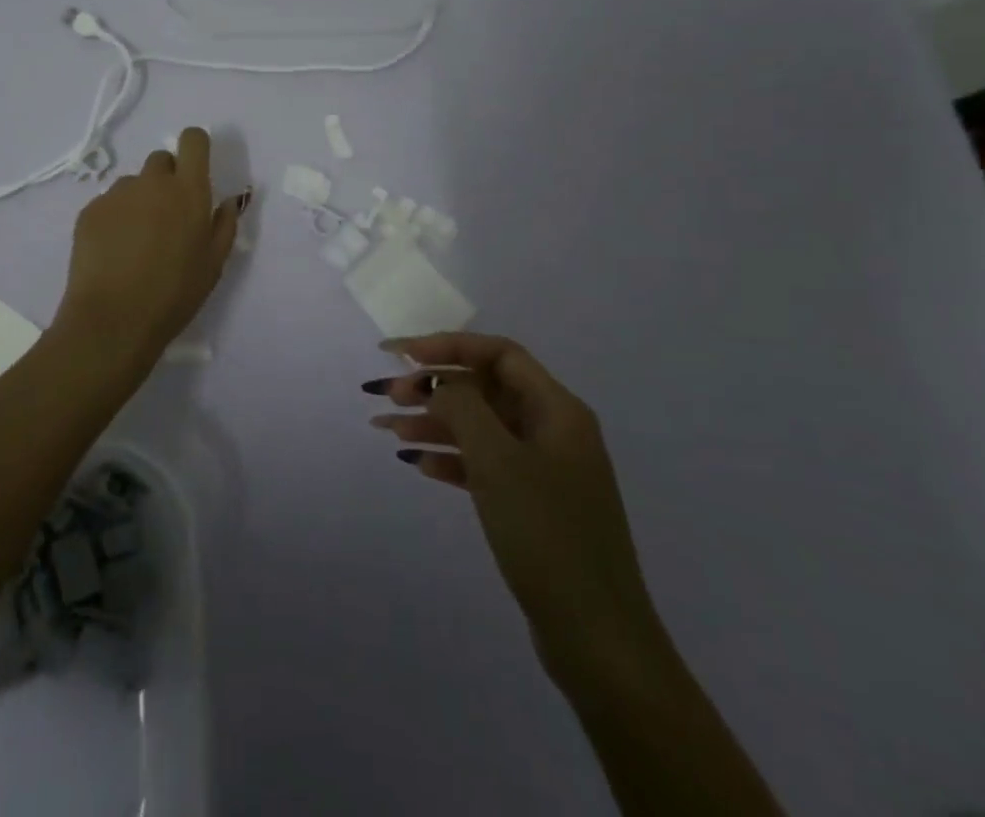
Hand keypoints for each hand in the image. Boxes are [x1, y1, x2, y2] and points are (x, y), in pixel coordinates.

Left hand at [53, 127, 246, 373]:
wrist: (113, 319)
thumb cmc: (174, 294)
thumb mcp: (214, 264)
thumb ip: (224, 225)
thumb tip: (226, 202)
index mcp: (188, 191)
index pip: (193, 140)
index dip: (196, 147)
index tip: (196, 168)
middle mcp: (151, 182)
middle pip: (161, 160)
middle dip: (167, 179)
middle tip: (168, 217)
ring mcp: (116, 194)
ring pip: (133, 183)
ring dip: (140, 200)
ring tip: (137, 241)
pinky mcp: (89, 211)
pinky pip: (108, 203)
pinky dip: (115, 219)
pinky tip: (114, 252)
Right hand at [367, 332, 670, 691]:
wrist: (597, 639)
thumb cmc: (547, 534)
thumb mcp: (497, 460)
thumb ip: (461, 406)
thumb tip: (439, 382)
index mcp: (557, 409)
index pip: (498, 354)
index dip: (448, 346)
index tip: (401, 355)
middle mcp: (554, 430)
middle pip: (486, 389)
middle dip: (435, 387)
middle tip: (386, 396)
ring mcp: (546, 470)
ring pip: (481, 428)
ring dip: (435, 423)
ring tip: (386, 429)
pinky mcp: (534, 505)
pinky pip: (486, 464)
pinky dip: (452, 459)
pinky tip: (418, 464)